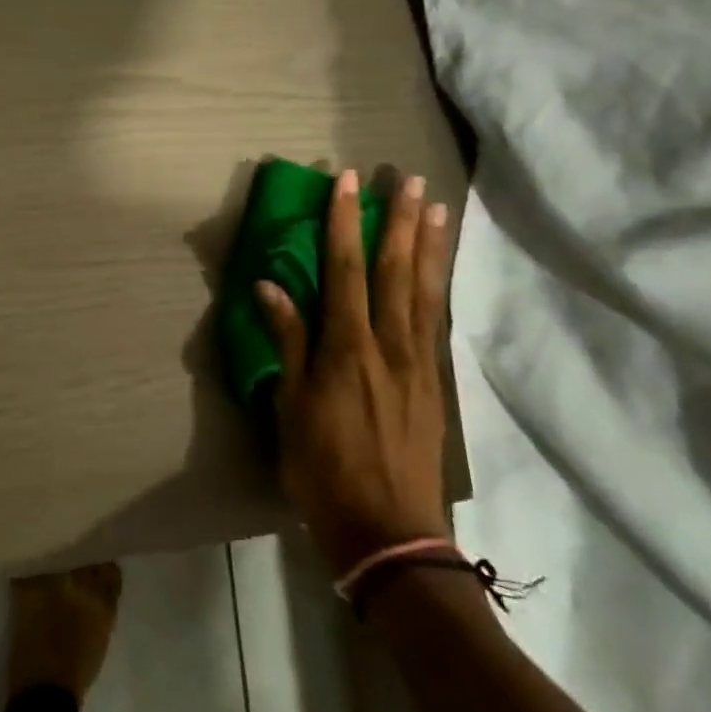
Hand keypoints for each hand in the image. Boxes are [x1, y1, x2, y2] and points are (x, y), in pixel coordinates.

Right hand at [258, 169, 452, 572]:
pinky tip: (440, 271)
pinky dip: (439, 287)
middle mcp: (390, 346)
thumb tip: (270, 286)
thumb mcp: (291, 407)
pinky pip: (437, 321)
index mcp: (348, 349)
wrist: (388, 532)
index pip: (344, 271)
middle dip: (400, 222)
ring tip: (436, 208)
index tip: (347, 183)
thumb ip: (288, 342)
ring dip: (430, 246)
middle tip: (408, 180)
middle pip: (396, 271)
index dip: (344, 223)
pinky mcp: (434, 384)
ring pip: (426, 292)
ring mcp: (419, 364)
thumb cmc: (323, 468)